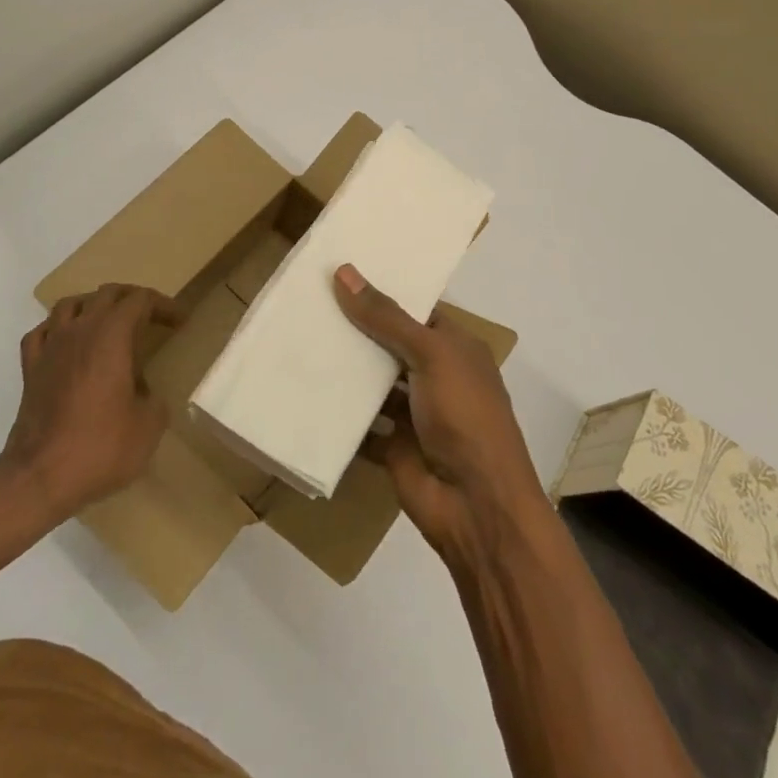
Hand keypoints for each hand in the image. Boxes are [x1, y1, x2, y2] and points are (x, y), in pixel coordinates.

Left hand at [0, 284, 182, 520]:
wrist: (39, 479)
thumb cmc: (100, 447)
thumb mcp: (149, 426)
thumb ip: (154, 399)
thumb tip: (144, 392)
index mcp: (111, 336)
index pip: (140, 300)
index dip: (164, 305)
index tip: (180, 321)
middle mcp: (79, 331)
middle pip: (107, 294)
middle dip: (133, 299)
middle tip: (152, 317)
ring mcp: (50, 348)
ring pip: (70, 305)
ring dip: (94, 305)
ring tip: (109, 322)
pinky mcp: (30, 370)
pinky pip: (43, 332)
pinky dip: (59, 328)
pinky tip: (68, 342)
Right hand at [333, 265, 548, 565]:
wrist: (477, 506)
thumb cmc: (465, 416)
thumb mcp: (431, 355)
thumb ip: (386, 317)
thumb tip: (344, 271)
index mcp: (456, 348)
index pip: (416, 310)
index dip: (383, 292)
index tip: (340, 274)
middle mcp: (437, 376)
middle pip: (391, 344)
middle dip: (357, 329)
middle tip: (308, 302)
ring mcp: (416, 413)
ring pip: (375, 384)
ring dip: (346, 370)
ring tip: (300, 339)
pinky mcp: (394, 446)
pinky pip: (361, 425)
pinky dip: (339, 414)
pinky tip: (304, 392)